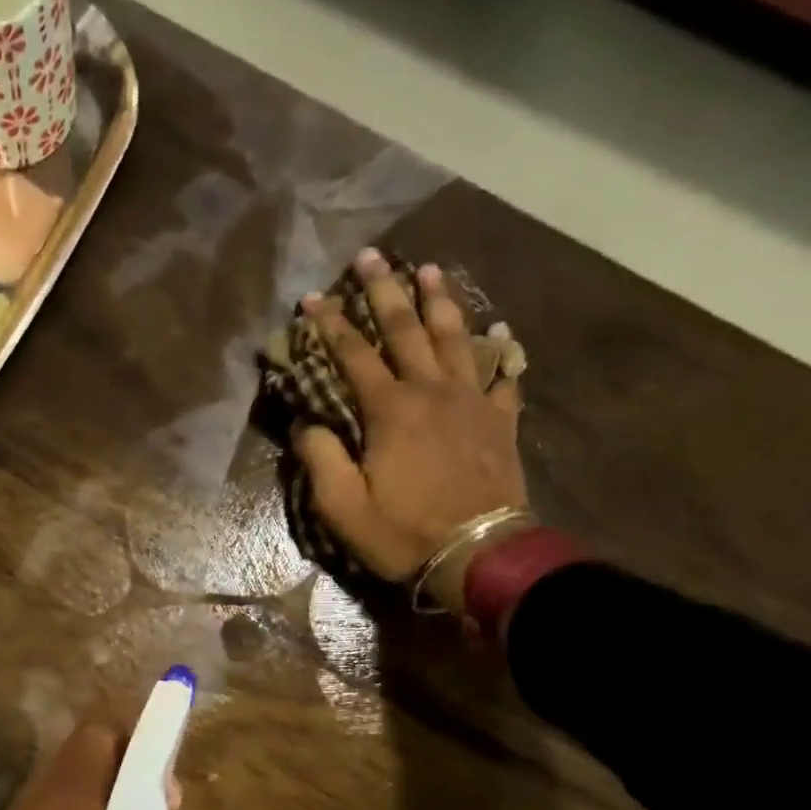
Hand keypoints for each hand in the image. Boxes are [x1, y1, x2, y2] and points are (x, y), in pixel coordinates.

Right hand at [297, 249, 527, 606]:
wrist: (479, 554)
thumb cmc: (403, 533)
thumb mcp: (342, 507)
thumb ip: (320, 459)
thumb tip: (308, 425)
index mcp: (389, 410)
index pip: (353, 354)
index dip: (330, 324)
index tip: (312, 297)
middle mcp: (431, 392)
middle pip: (406, 329)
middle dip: (384, 290)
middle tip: (371, 255)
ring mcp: (472, 403)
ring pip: (455, 339)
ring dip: (439, 302)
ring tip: (429, 270)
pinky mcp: (500, 422)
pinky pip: (503, 376)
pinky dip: (501, 351)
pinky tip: (500, 332)